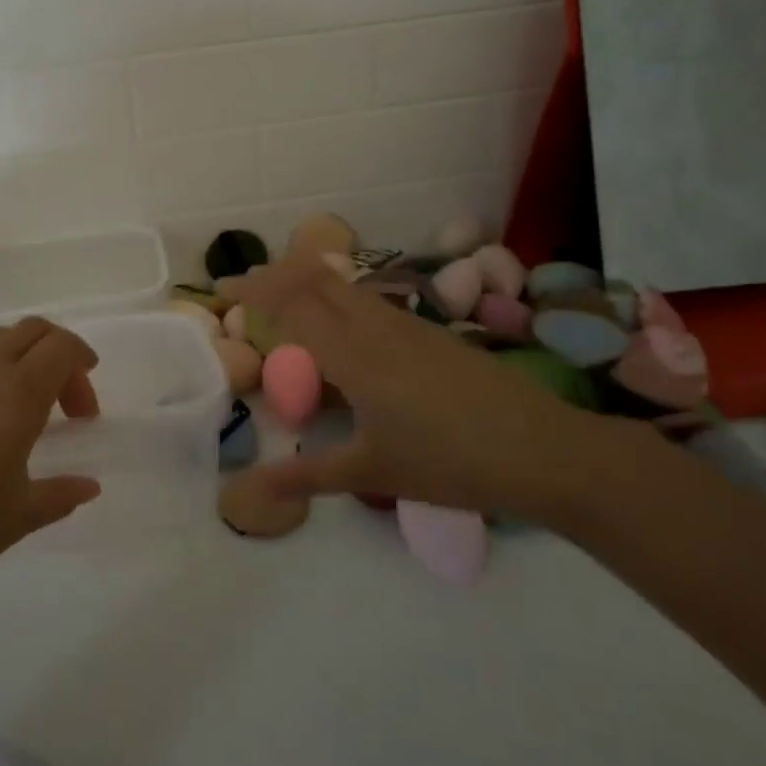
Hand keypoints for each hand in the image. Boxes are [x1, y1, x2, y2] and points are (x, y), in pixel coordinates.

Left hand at [0, 318, 102, 627]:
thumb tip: (88, 486)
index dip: (82, 366)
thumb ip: (60, 494)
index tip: (83, 409)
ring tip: (12, 413)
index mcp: (16, 392)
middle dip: (57, 356)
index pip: (63, 347)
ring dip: (17, 361)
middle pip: (32, 330)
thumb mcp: (15, 519)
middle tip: (60, 405)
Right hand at [224, 260, 615, 519]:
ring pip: (346, 286)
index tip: (222, 287)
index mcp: (354, 353)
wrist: (542, 449)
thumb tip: (248, 490)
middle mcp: (376, 325)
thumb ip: (308, 475)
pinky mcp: (430, 333)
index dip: (253, 289)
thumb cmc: (450, 461)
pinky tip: (343, 332)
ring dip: (308, 282)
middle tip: (246, 290)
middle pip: (316, 278)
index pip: (292, 303)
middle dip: (276, 275)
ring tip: (286, 305)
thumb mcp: (372, 472)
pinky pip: (370, 301)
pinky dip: (340, 300)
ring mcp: (407, 324)